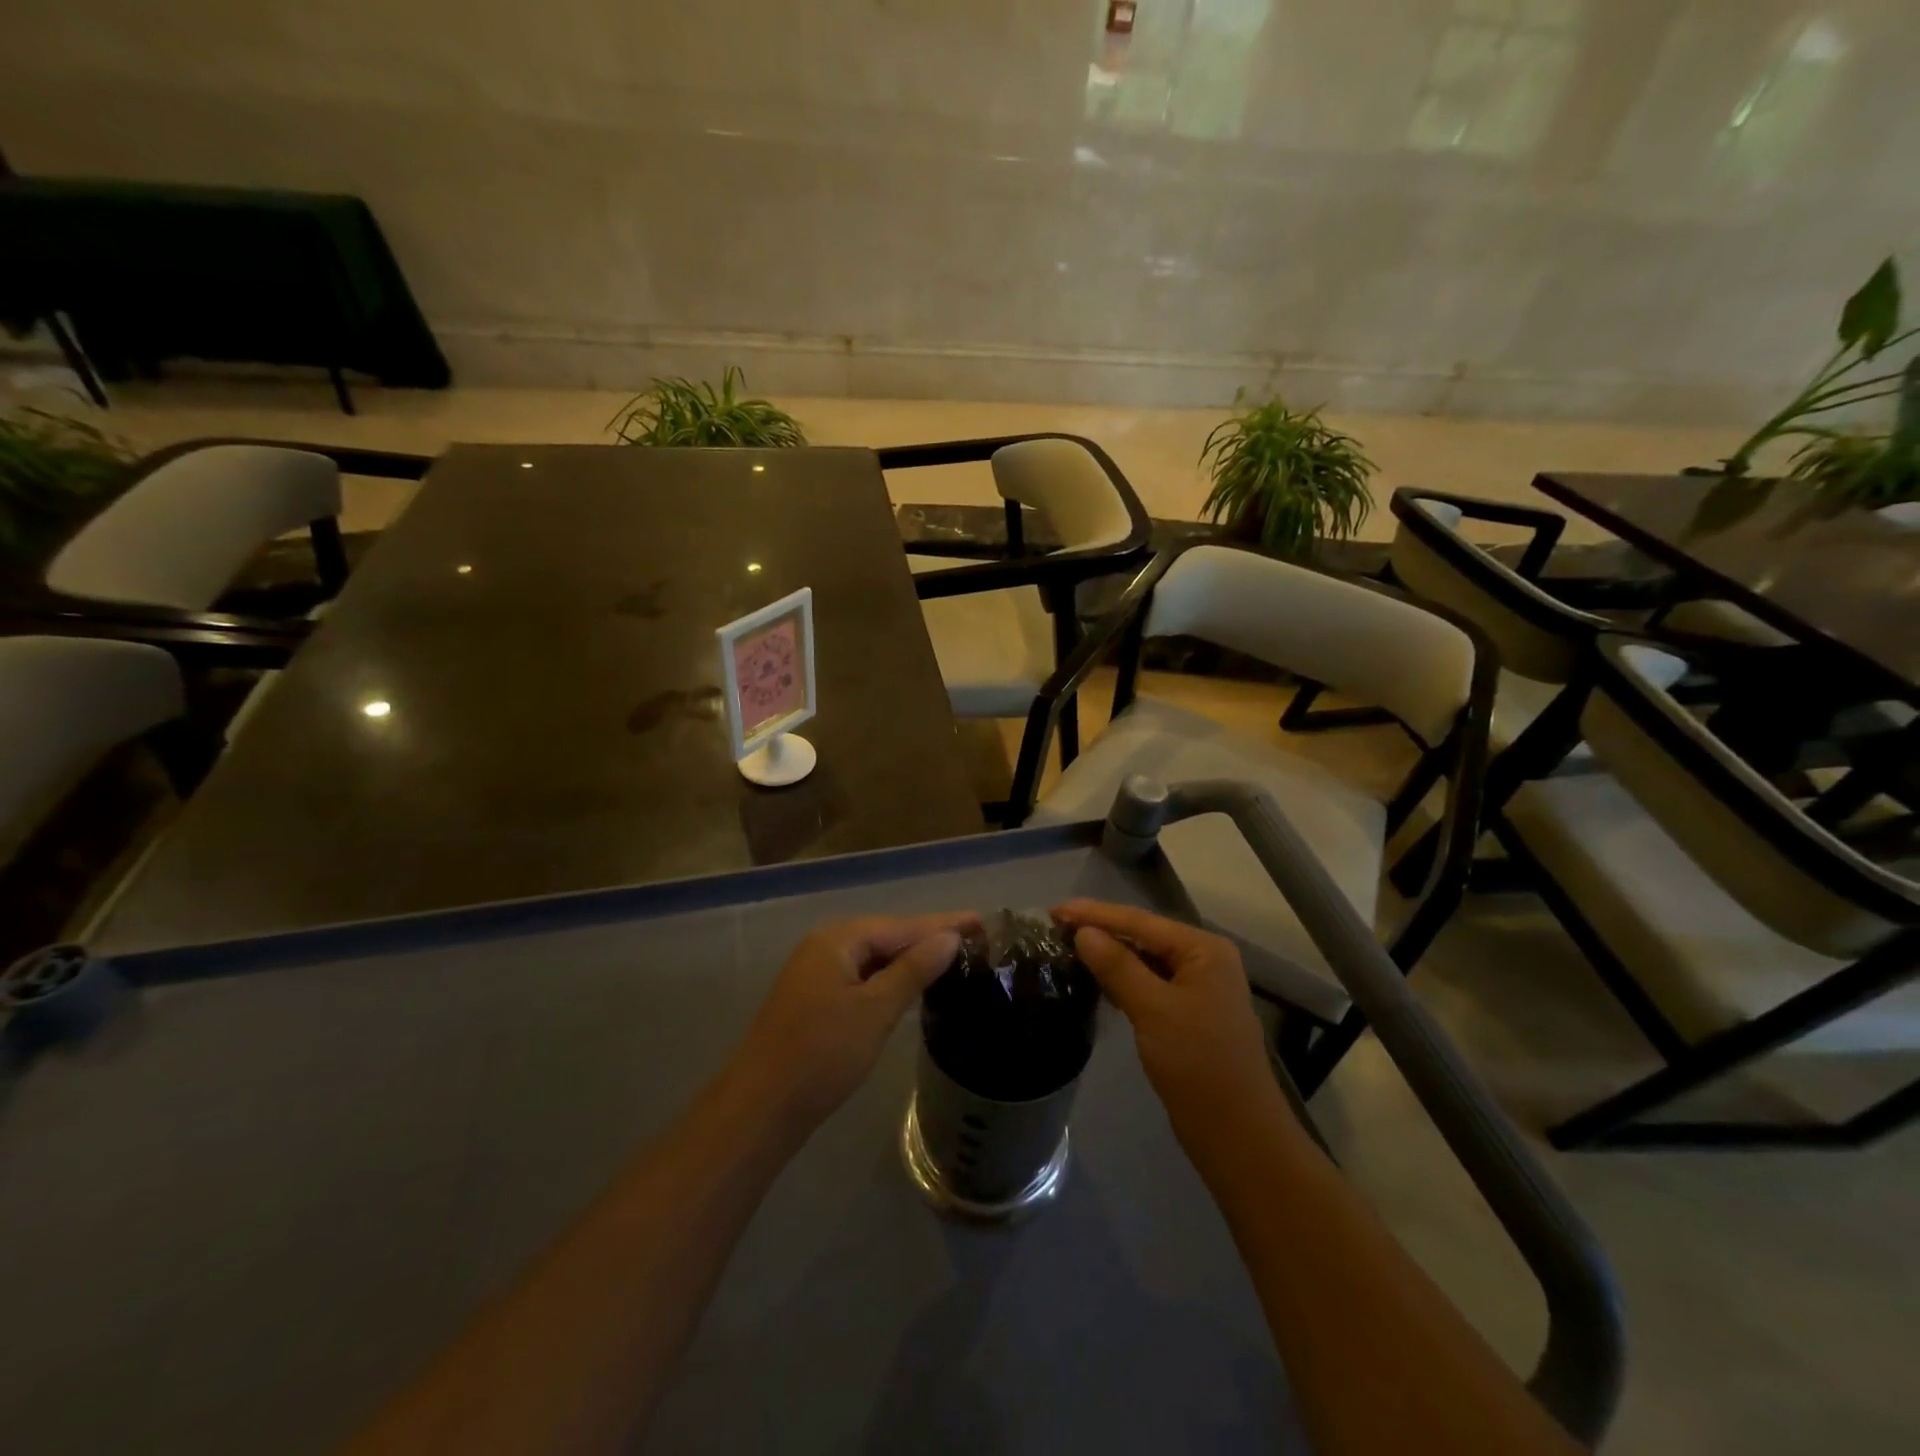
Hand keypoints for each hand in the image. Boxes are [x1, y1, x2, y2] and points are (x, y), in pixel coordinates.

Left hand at [729, 912, 977, 1134]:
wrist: (761, 1108)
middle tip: (973, 938)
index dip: (942, 924)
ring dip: (909, 959)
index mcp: (837, 940)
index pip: (901, 926)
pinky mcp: (814, 1001)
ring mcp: (815, 974)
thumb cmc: (822, 1054)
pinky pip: (861, 977)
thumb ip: (913, 970)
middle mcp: (824, 947)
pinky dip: (888, 979)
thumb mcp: (875, 1010)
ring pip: (873, 959)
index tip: (981, 921)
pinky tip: (910, 987)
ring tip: (951, 958)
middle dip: (927, 938)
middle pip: (886, 936)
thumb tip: (949, 938)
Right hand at [1053, 900, 1278, 1134]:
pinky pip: (1149, 983)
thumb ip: (1117, 966)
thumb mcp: (1153, 1009)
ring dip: (1109, 954)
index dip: (1094, 914)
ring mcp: (1197, 987)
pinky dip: (1122, 978)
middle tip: (1055, 927)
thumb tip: (1083, 932)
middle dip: (1100, 930)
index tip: (1053, 910)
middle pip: (1143, 936)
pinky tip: (1096, 979)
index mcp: (1203, 949)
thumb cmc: (1198, 1064)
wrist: (1237, 1134)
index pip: (1139, 921)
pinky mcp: (1188, 1013)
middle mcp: (1203, 960)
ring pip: (1144, 960)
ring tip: (1068, 947)